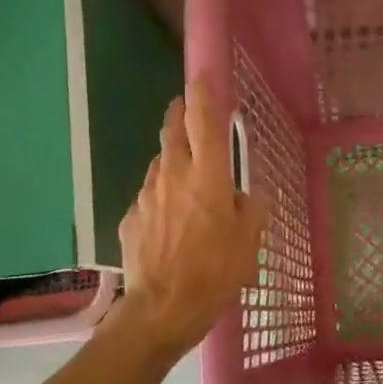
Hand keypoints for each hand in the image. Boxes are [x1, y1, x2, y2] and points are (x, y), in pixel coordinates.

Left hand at [114, 77, 269, 356]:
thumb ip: (253, 210)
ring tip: (185, 177)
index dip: (203, 93)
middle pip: (172, 132)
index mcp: (207, 176)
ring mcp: (146, 196)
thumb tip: (253, 195)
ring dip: (171, 160)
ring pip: (159, 164)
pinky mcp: (130, 218)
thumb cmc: (214, 272)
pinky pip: (149, 196)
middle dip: (178, 114)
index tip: (202, 74)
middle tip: (185, 108)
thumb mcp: (248, 242)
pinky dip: (161, 197)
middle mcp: (172, 176)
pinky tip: (170, 221)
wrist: (161, 309)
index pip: (203, 120)